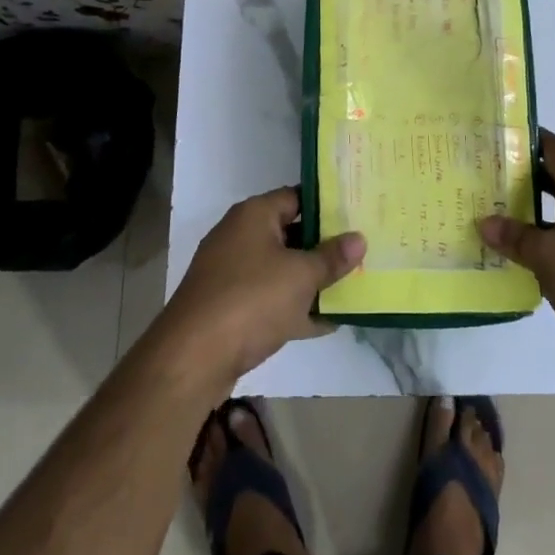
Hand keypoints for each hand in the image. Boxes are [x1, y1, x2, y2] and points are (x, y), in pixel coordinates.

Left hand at [160, 187, 364, 385]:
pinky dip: (296, 308)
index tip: (358, 214)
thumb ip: (332, 257)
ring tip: (354, 285)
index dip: (328, 205)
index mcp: (254, 215)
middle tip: (363, 251)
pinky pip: (271, 300)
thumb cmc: (251, 300)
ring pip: (282, 269)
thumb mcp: (301, 276)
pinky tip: (329, 322)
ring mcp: (233, 274)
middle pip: (291, 233)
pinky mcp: (231, 308)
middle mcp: (240, 236)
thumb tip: (359, 238)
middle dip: (324, 246)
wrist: (192, 358)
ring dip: (313, 280)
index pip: (296, 196)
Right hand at [480, 131, 554, 368]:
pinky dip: (548, 237)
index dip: (525, 138)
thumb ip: (516, 237)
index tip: (494, 139)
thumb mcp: (549, 258)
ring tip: (495, 215)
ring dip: (532, 210)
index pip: (553, 147)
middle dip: (521, 176)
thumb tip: (484, 222)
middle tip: (484, 179)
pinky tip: (526, 255)